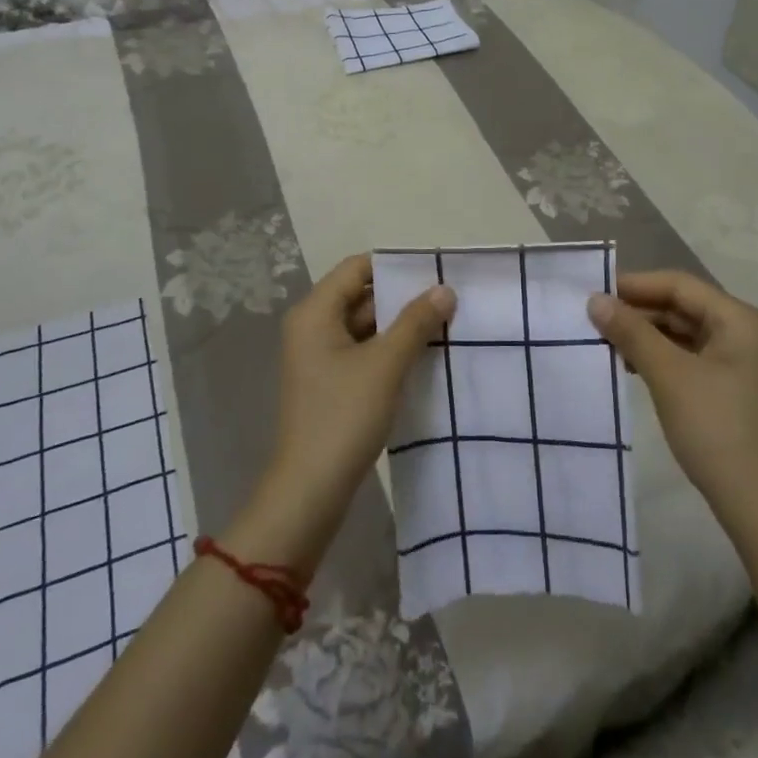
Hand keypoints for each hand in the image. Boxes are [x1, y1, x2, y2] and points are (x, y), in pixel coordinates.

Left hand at [227, 255, 455, 575]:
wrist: (310, 491)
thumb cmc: (343, 416)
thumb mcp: (385, 364)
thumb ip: (416, 322)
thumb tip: (445, 289)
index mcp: (315, 313)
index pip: (357, 268)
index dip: (394, 266)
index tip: (434, 271)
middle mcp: (312, 327)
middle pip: (361, 296)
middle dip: (403, 298)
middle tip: (448, 299)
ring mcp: (319, 357)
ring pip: (365, 326)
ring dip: (400, 326)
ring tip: (445, 324)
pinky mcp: (330, 383)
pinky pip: (363, 352)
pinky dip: (390, 350)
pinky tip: (424, 356)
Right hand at [587, 271, 757, 541]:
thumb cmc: (716, 430)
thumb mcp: (669, 375)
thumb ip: (631, 332)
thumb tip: (594, 300)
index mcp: (741, 320)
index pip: (680, 285)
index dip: (635, 285)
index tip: (594, 291)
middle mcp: (745, 332)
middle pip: (683, 306)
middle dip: (639, 311)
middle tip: (594, 318)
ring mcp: (740, 361)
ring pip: (684, 332)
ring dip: (646, 335)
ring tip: (605, 341)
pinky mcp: (731, 387)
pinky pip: (690, 356)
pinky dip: (660, 356)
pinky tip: (631, 366)